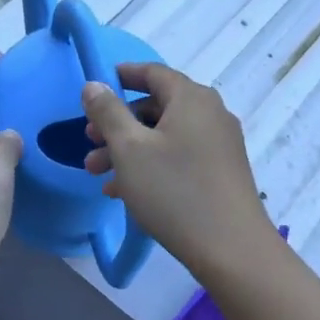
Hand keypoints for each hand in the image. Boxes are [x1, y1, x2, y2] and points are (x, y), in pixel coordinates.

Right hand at [80, 64, 276, 277]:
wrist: (231, 247)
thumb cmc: (174, 190)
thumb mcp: (130, 149)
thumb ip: (108, 112)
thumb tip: (94, 84)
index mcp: (191, 98)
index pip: (152, 72)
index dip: (121, 76)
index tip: (94, 89)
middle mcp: (210, 113)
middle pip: (157, 106)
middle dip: (117, 124)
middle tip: (88, 143)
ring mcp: (220, 143)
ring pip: (165, 135)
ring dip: (129, 150)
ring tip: (97, 175)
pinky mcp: (222, 171)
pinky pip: (180, 156)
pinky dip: (152, 165)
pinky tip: (124, 193)